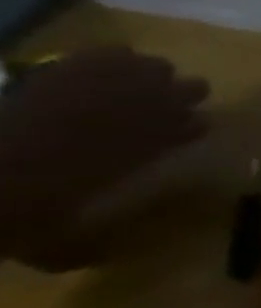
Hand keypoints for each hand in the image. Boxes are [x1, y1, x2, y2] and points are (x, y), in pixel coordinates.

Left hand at [0, 47, 208, 265]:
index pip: (195, 126)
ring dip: (151, 76)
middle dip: (181, 96)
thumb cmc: (18, 210)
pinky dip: (112, 58)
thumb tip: (109, 252)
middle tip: (170, 105)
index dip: (194, 127)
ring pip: (152, 68)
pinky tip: (109, 65)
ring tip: (142, 82)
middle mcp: (138, 116)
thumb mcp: (52, 244)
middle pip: (185, 90)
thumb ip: (87, 245)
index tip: (190, 131)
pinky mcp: (59, 75)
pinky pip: (103, 56)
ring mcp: (100, 91)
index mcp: (146, 151)